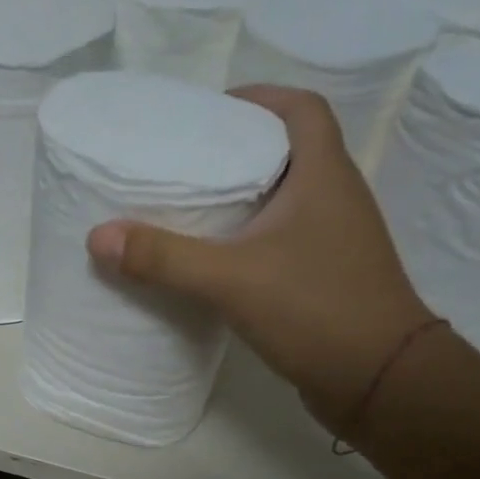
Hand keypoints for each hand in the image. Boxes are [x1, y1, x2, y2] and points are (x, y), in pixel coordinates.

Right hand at [87, 86, 434, 434]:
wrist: (380, 380)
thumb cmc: (315, 310)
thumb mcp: (231, 279)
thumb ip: (165, 258)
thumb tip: (99, 236)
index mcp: (324, 175)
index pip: (301, 109)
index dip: (260, 98)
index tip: (212, 113)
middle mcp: (337, 199)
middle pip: (290, 152)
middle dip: (241, 150)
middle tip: (187, 164)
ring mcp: (336, 242)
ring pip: (287, 201)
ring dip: (247, 199)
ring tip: (193, 211)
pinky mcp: (329, 280)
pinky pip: (285, 243)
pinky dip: (253, 241)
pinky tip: (220, 264)